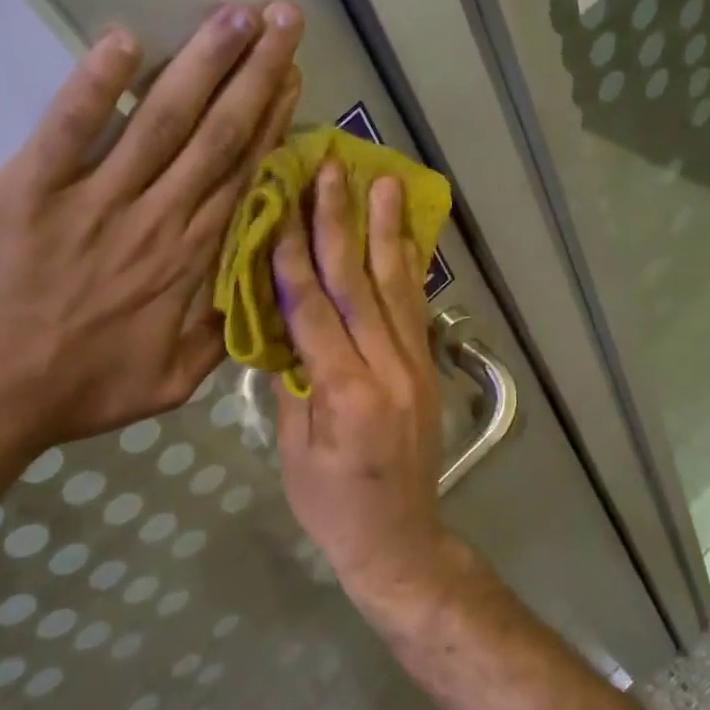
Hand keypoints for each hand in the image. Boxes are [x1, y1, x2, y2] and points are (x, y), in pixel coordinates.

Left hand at [0, 2, 303, 459]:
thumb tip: (258, 297)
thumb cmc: (73, 392)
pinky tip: (125, 40)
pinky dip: (96, 84)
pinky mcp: (29, 190)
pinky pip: (69, 127)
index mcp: (188, 262)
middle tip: (282, 19)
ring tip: (234, 15)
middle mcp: (154, 220)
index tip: (293, 77)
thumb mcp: (169, 385)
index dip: (270, 122)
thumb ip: (218, 338)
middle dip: (254, 73)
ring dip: (202, 64)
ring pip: (160, 120)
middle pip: (215, 135)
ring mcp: (93, 201)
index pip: (241, 176)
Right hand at [275, 161, 448, 596]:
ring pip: (397, 287)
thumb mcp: (295, 452)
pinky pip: (414, 309)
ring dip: (387, 231)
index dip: (294, 253)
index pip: (313, 308)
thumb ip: (292, 384)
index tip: (283, 201)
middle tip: (335, 169)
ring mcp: (415, 367)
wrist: (400, 541)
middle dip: (342, 222)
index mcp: (346, 393)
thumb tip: (281, 329)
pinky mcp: (427, 370)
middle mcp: (388, 369)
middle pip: (359, 283)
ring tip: (385, 181)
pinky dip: (409, 268)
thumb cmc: (333, 507)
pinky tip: (404, 236)